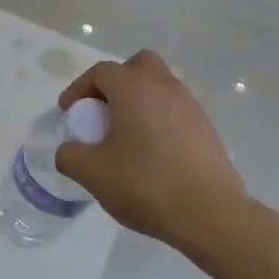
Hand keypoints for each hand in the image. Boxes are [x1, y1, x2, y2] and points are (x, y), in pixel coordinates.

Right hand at [54, 51, 245, 249]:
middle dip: (117, 81)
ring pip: (160, 86)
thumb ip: (69, 155)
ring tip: (126, 135)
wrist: (209, 214)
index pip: (101, 72)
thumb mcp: (92, 173)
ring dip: (139, 100)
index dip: (79, 88)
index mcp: (134, 89)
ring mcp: (190, 106)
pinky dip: (159, 119)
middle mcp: (164, 87)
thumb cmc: (145, 184)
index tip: (69, 112)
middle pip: (138, 65)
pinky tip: (152, 152)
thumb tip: (69, 149)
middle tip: (104, 111)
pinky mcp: (206, 128)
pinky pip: (176, 110)